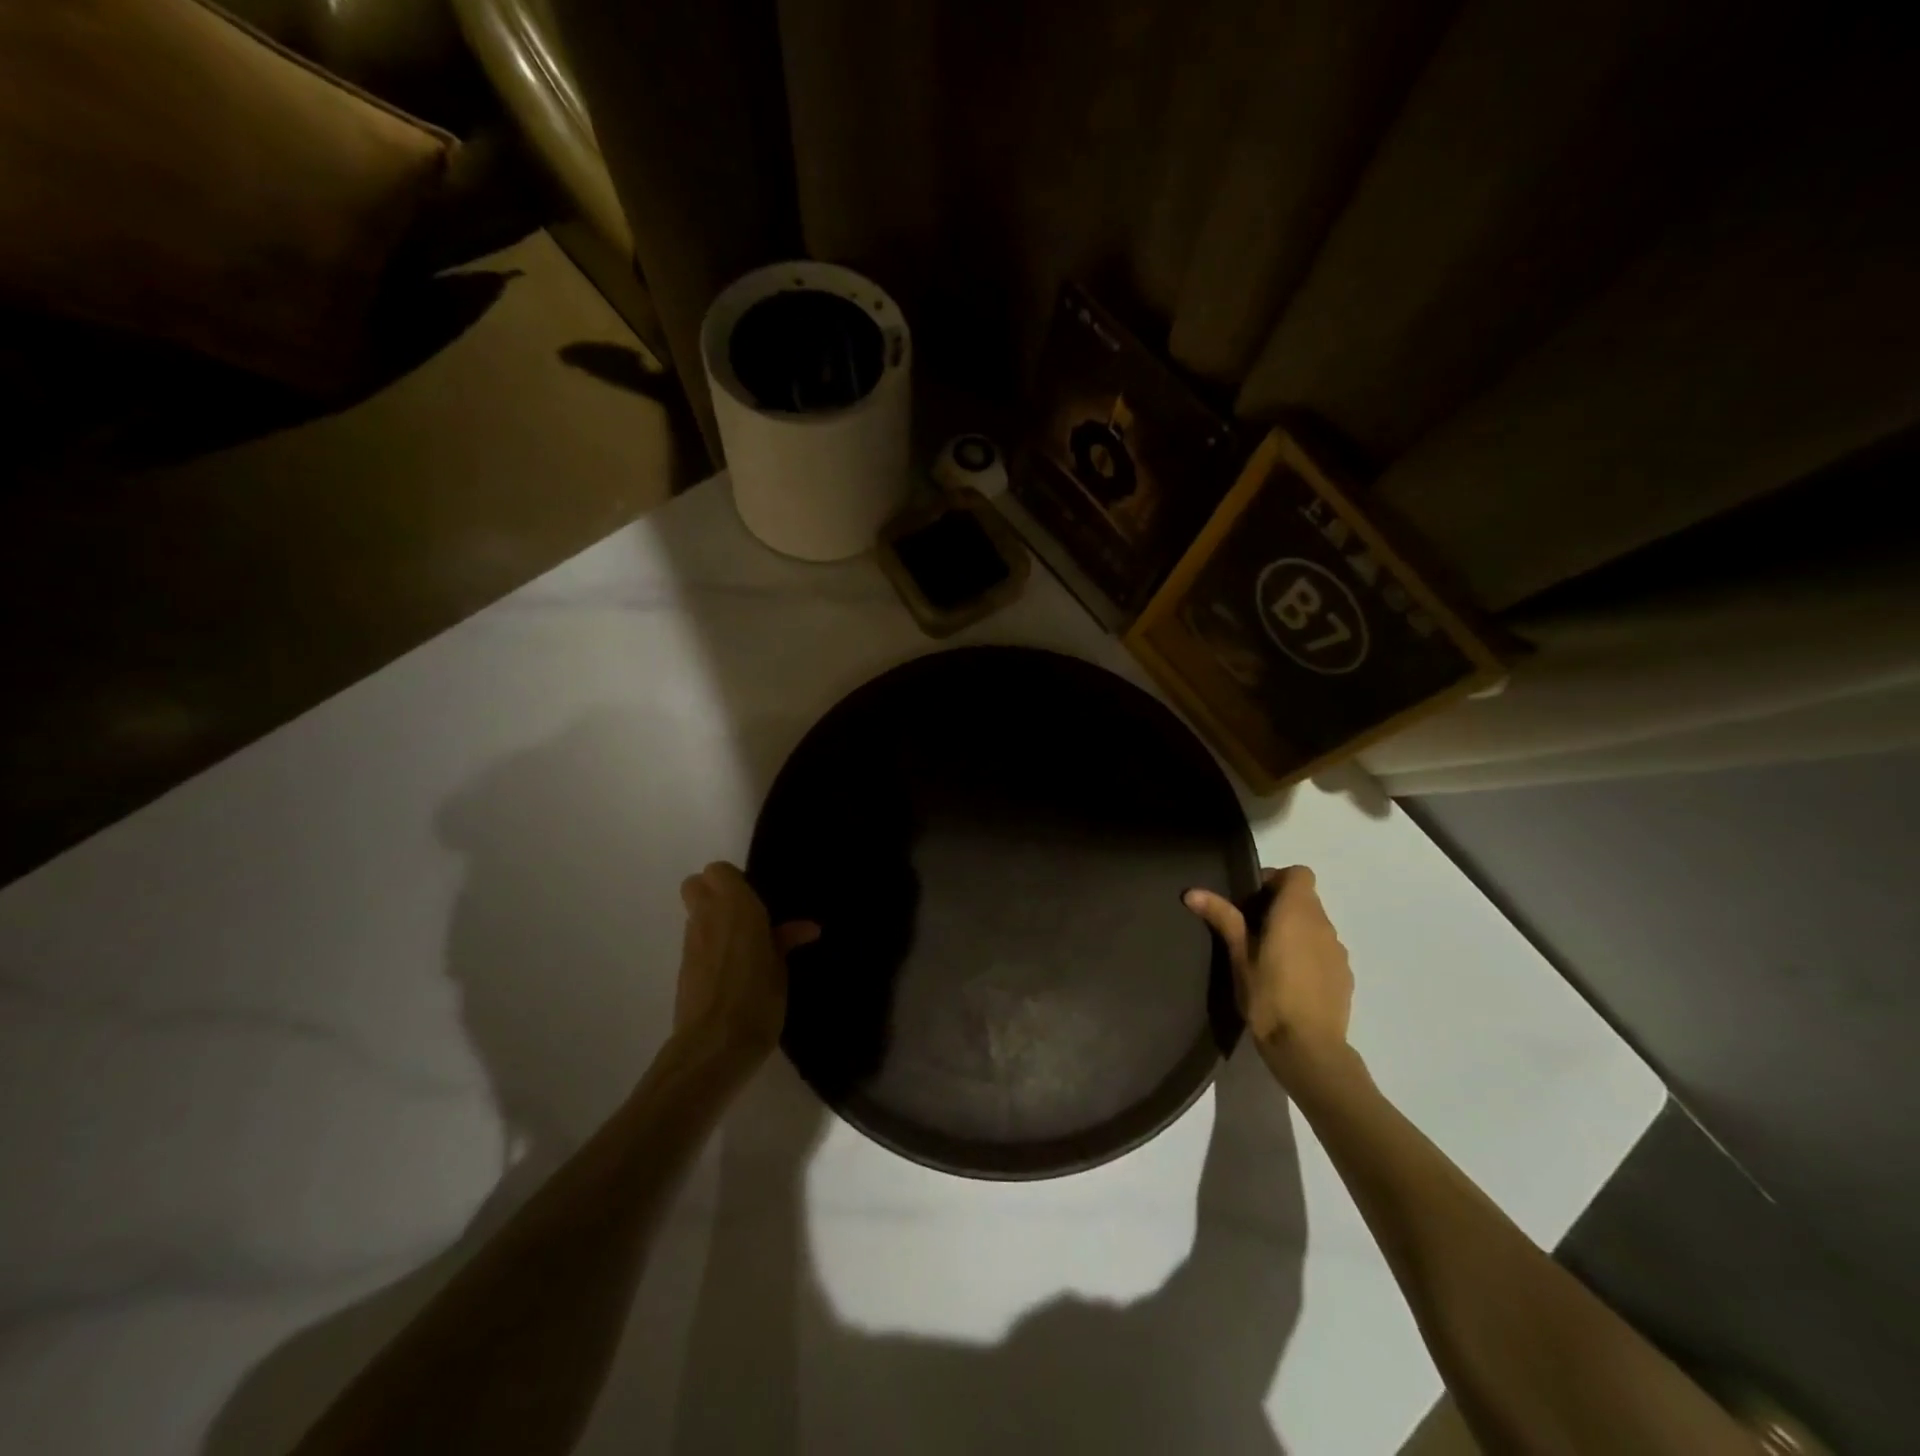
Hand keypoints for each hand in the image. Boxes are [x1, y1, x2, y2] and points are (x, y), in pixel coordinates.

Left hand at [674, 863, 819, 1061]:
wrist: (714, 1046)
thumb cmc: (758, 999)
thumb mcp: (781, 969)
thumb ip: (786, 941)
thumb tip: (806, 928)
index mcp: (736, 907)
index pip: (718, 871)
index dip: (735, 880)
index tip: (756, 899)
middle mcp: (707, 917)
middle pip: (695, 885)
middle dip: (713, 892)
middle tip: (743, 914)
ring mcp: (690, 943)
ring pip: (694, 914)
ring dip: (712, 921)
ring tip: (741, 946)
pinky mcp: (682, 968)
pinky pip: (695, 942)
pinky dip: (709, 946)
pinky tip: (730, 970)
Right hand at [1185, 866, 1353, 1083]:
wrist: (1309, 1049)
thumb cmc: (1268, 996)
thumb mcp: (1238, 956)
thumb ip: (1223, 918)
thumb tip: (1193, 891)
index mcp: (1298, 913)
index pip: (1299, 873)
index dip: (1276, 879)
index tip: (1252, 900)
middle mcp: (1324, 925)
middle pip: (1306, 899)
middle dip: (1280, 906)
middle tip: (1250, 929)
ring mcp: (1338, 952)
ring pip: (1315, 926)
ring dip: (1295, 931)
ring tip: (1268, 957)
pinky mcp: (1344, 976)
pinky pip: (1324, 950)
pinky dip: (1308, 953)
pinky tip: (1289, 981)